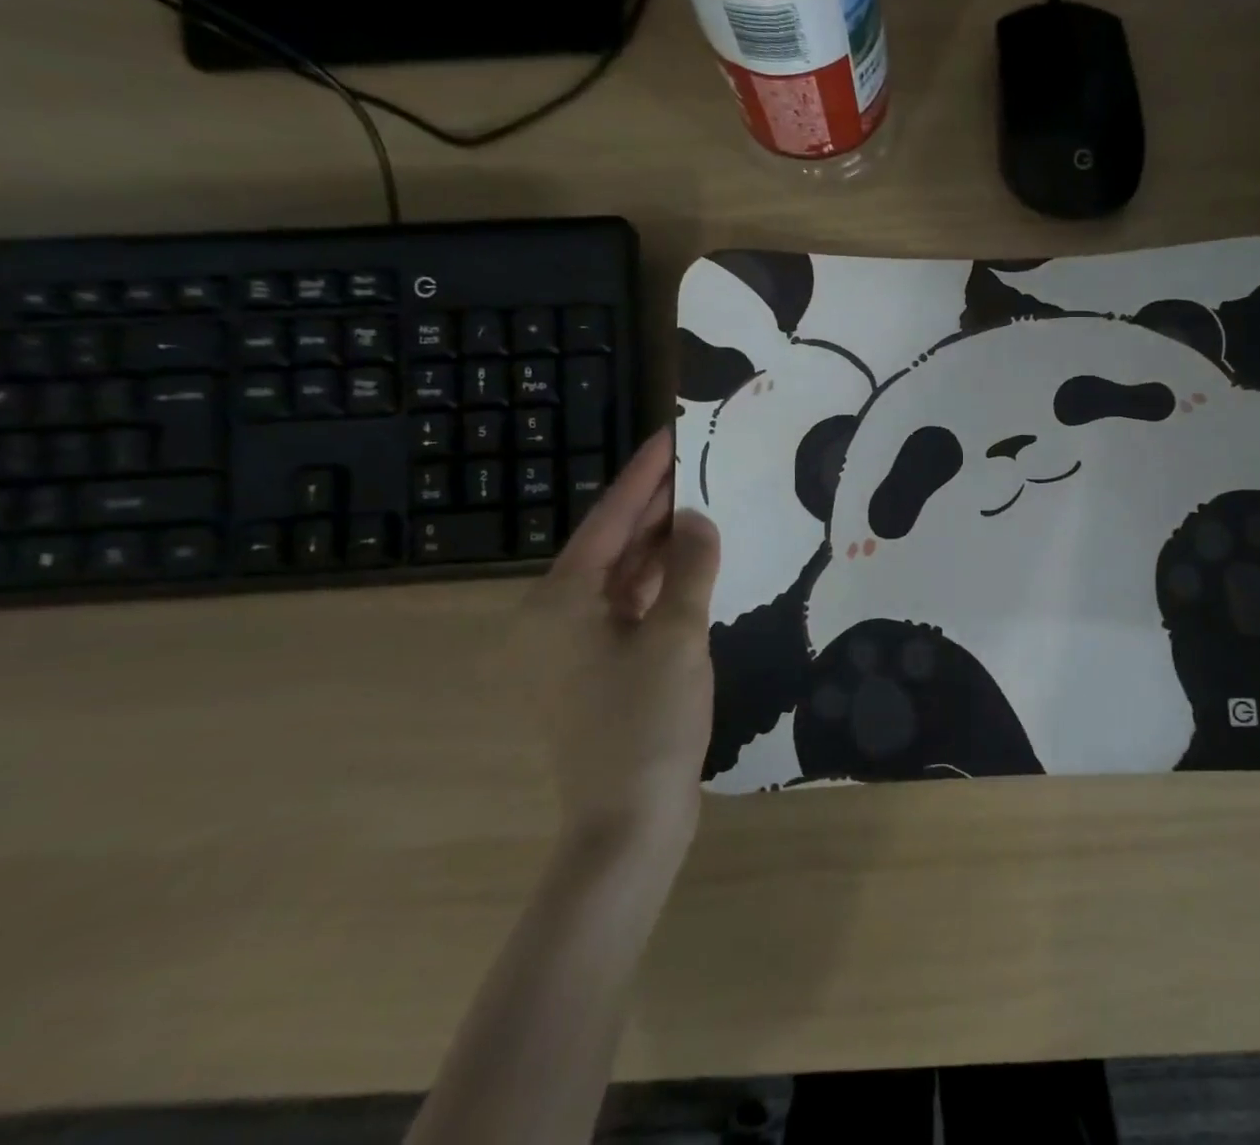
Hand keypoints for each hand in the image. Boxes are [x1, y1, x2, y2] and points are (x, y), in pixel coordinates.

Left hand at [517, 428, 721, 857]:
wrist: (629, 824)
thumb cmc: (647, 723)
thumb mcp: (678, 635)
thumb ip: (690, 567)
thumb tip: (697, 518)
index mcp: (561, 602)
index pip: (610, 519)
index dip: (644, 474)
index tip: (671, 434)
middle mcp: (556, 618)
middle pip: (612, 545)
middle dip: (655, 505)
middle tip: (699, 463)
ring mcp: (576, 648)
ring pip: (623, 577)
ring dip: (661, 545)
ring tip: (703, 503)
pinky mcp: (600, 671)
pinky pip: (632, 608)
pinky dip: (662, 584)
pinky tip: (695, 565)